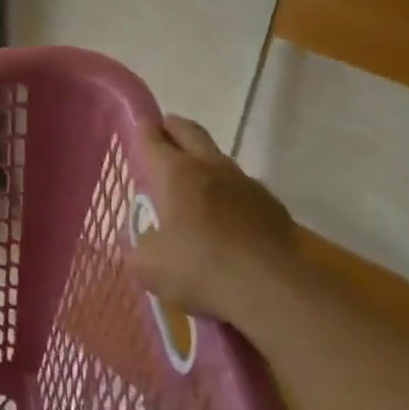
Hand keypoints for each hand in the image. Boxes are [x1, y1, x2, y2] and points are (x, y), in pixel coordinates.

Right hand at [130, 115, 299, 327]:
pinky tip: (227, 213)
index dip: (143, 128)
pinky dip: (229, 191)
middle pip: (189, 132)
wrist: (270, 288)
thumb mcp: (148, 266)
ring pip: (218, 157)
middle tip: (163, 131)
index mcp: (174, 174)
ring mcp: (244, 182)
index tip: (139, 121)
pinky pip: (243, 187)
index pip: (152, 139)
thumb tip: (141, 242)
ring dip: (203, 160)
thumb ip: (138, 248)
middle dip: (173, 127)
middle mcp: (209, 167)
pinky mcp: (271, 203)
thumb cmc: (199, 269)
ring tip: (193, 178)